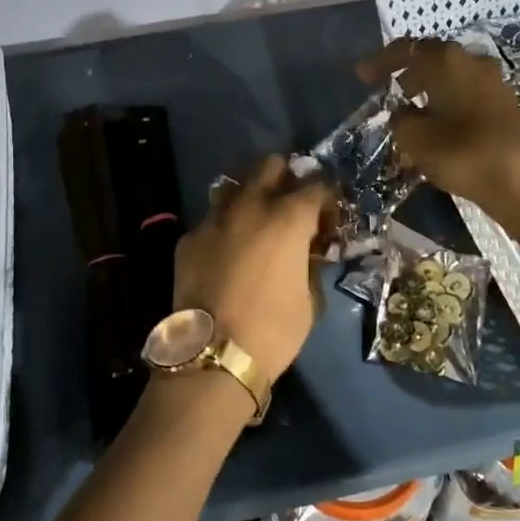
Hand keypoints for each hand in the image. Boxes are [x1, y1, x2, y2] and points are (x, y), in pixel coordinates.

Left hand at [173, 156, 332, 382]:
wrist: (212, 355)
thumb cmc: (273, 329)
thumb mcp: (310, 300)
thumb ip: (310, 265)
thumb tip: (308, 253)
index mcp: (288, 218)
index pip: (317, 186)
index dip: (328, 196)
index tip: (330, 215)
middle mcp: (250, 206)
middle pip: (269, 165)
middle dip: (285, 177)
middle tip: (292, 204)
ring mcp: (214, 219)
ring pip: (234, 186)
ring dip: (249, 195)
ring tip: (257, 221)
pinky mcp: (189, 238)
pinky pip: (211, 220)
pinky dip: (225, 228)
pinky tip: (227, 251)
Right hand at [357, 38, 519, 210]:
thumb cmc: (460, 151)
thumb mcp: (414, 137)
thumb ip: (400, 118)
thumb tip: (404, 112)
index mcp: (446, 60)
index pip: (406, 49)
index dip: (381, 61)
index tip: (362, 76)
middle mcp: (472, 61)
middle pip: (433, 58)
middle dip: (408, 71)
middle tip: (389, 88)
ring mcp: (494, 81)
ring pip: (452, 75)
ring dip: (430, 86)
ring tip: (412, 108)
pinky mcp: (506, 104)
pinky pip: (467, 92)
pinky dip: (448, 100)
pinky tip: (440, 122)